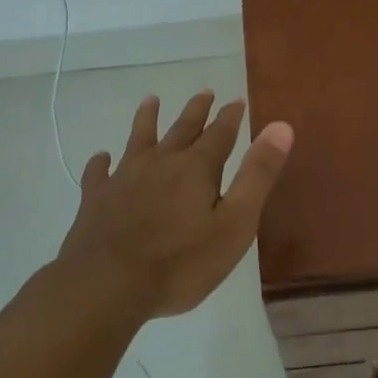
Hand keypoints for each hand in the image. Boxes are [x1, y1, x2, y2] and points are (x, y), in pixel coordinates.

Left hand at [57, 91, 293, 318]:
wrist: (107, 285)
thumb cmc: (181, 262)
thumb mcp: (235, 223)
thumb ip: (257, 175)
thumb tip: (280, 126)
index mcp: (196, 169)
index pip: (219, 134)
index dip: (230, 117)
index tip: (237, 100)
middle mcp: (160, 164)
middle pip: (181, 130)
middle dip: (196, 111)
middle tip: (204, 92)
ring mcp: (124, 179)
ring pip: (138, 140)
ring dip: (147, 119)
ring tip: (151, 101)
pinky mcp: (96, 199)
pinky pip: (99, 173)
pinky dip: (102, 163)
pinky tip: (102, 158)